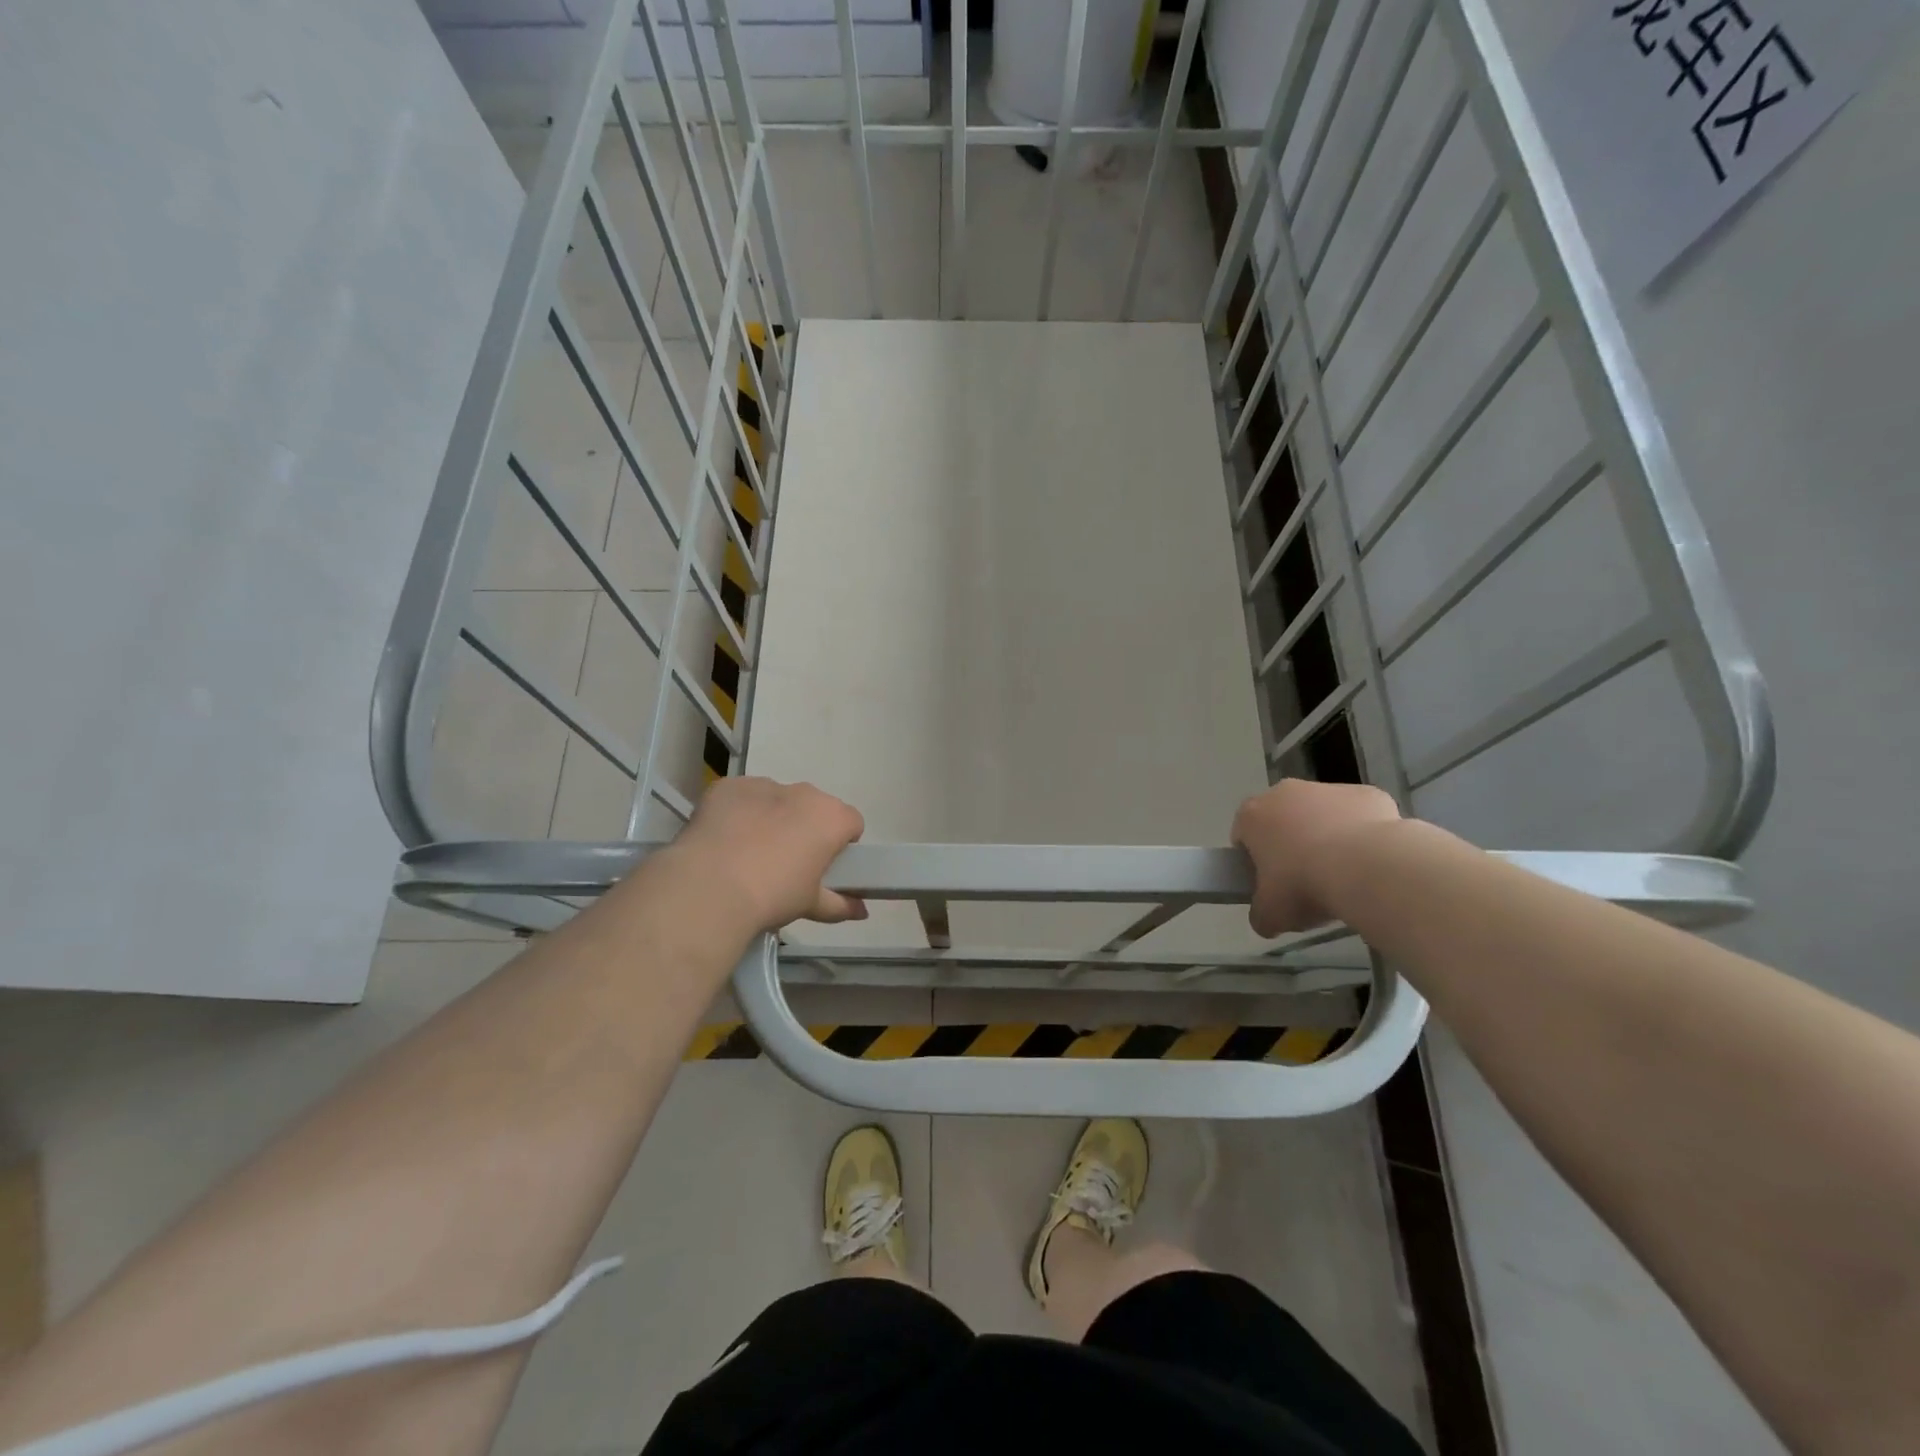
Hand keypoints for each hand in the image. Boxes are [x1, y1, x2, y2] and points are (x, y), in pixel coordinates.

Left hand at [669, 777, 866, 933]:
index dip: (841, 844)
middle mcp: (803, 793)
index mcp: (831, 817)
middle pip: (813, 807)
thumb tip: (862, 911)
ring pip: (777, 800)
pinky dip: (738, 813)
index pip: (851, 823)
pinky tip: (724, 841)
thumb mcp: (811, 905)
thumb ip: (841, 905)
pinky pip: (742, 797)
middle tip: (787, 863)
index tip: (824, 866)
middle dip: (805, 828)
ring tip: (749, 854)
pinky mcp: (728, 787)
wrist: (709, 887)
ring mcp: (764, 785)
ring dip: (772, 818)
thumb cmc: (773, 896)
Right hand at [1231, 779, 1402, 936]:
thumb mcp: (1269, 914)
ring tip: (1345, 876)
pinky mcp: (1367, 793)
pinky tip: (1372, 863)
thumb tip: (1267, 918)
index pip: (1243, 836)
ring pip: (1322, 814)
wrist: (1370, 868)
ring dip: (1328, 838)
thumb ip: (1260, 914)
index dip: (1254, 862)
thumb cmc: (1304, 885)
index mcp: (1252, 815)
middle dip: (1292, 845)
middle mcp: (1285, 792)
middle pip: (1282, 819)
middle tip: (1306, 882)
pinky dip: (1363, 835)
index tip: (1270, 884)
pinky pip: (1359, 816)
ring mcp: (1329, 788)